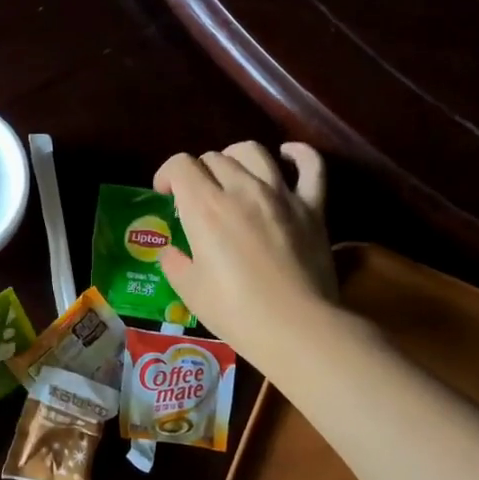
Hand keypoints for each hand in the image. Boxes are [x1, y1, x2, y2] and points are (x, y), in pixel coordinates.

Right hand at [154, 142, 334, 357]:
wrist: (296, 327)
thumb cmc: (235, 312)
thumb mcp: (190, 291)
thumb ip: (175, 263)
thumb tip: (171, 252)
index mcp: (205, 208)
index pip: (180, 165)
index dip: (167, 174)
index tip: (165, 195)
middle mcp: (241, 189)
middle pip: (214, 158)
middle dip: (199, 172)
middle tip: (198, 197)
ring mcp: (280, 194)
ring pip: (254, 152)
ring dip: (235, 157)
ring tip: (232, 174)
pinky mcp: (313, 207)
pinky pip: (310, 165)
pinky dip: (298, 154)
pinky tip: (287, 155)